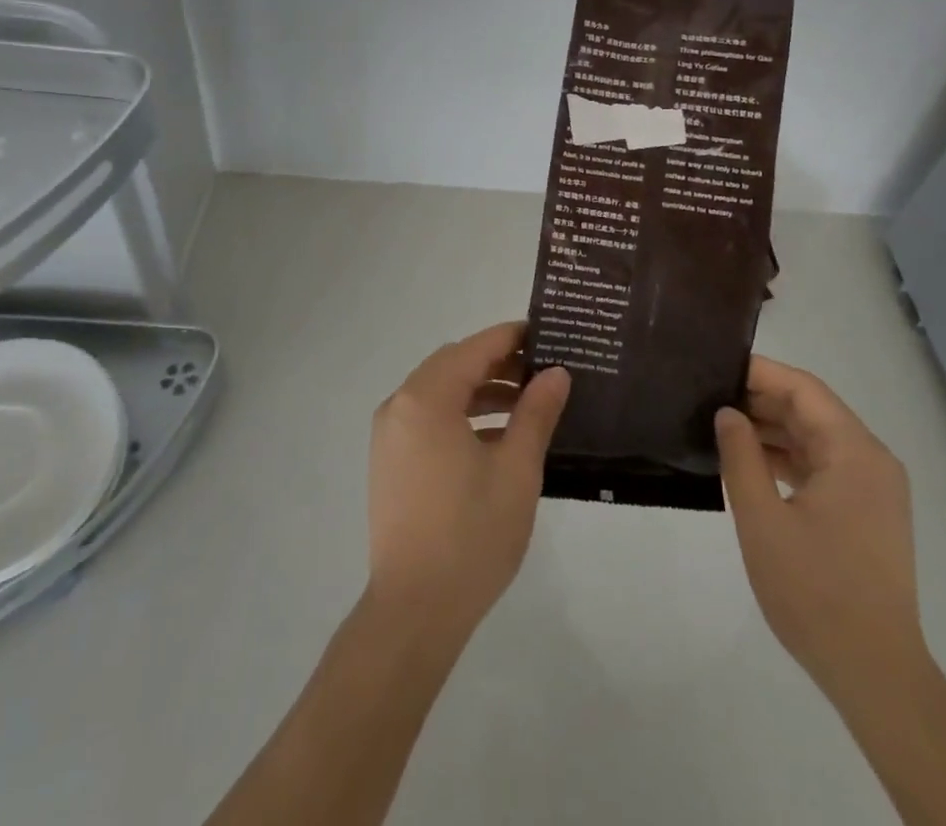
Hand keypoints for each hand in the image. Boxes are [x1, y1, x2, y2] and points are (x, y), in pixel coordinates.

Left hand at [366, 323, 570, 637]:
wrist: (414, 612)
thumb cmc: (471, 534)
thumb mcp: (516, 469)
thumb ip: (536, 413)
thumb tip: (555, 373)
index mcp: (426, 398)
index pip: (474, 348)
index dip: (511, 337)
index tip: (546, 334)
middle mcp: (400, 406)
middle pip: (454, 365)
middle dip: (498, 363)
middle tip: (542, 371)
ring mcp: (390, 435)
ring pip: (440, 392)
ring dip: (481, 391)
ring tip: (527, 404)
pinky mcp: (390, 461)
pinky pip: (428, 419)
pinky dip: (461, 416)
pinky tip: (498, 438)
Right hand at [716, 355, 926, 697]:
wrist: (874, 674)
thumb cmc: (815, 592)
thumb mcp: (763, 520)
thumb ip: (741, 456)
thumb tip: (727, 413)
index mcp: (854, 452)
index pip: (803, 389)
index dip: (759, 373)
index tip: (716, 368)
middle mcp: (871, 460)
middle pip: (811, 410)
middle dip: (761, 400)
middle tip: (708, 396)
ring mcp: (872, 488)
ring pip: (815, 438)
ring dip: (771, 430)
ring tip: (720, 426)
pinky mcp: (866, 513)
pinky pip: (823, 466)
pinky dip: (787, 458)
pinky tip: (750, 463)